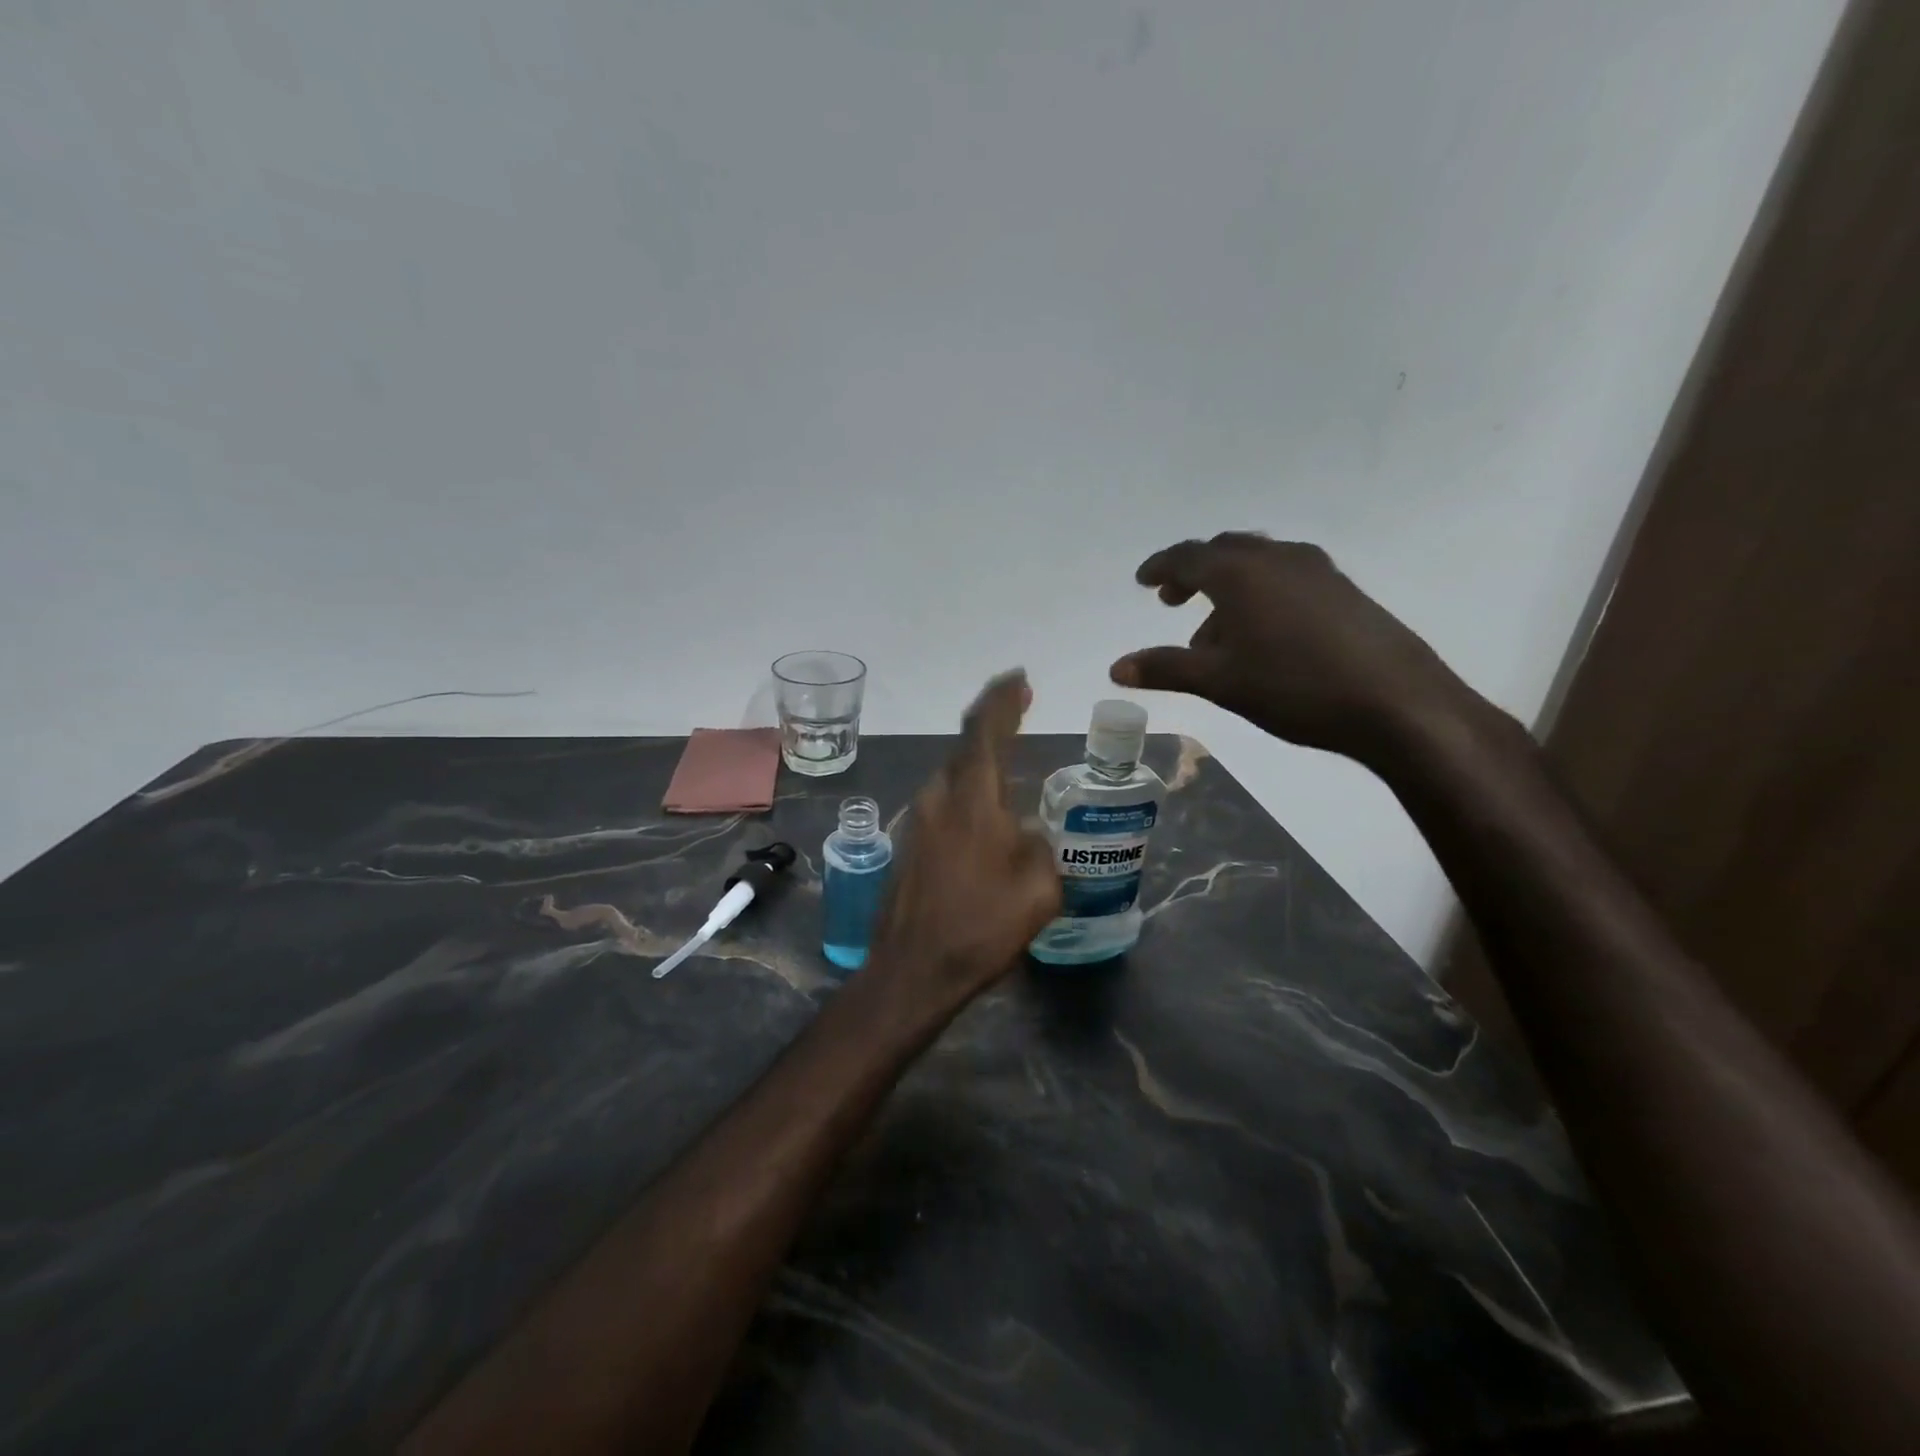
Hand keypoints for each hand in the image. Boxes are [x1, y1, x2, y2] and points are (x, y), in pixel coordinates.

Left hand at [869, 670, 1060, 1001]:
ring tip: (1008, 762)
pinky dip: (968, 792)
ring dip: (979, 761)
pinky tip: (985, 815)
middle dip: (993, 724)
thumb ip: (1041, 848)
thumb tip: (1027, 836)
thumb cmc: (981, 926)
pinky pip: (945, 802)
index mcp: (971, 797)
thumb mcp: (1039, 889)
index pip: (985, 729)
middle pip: (965, 747)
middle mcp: (938, 797)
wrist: (913, 971)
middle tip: (1019, 711)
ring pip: (953, 775)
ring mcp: (918, 820)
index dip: (1003, 699)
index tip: (1019, 678)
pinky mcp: (910, 845)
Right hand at [1109, 533, 1480, 764]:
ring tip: (1215, 634)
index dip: (1160, 567)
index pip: (1188, 556)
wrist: (1397, 702)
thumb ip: (1166, 668)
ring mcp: (1318, 571)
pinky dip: (1261, 596)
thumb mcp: (1220, 681)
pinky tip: (1263, 637)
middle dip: (1194, 573)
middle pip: (1225, 551)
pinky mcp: (1345, 591)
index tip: (1143, 581)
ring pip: (1259, 566)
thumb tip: (1116, 667)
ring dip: (1228, 589)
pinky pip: (1287, 580)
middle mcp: (1278, 559)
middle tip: (1173, 600)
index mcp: (1242, 572)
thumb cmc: (1295, 687)